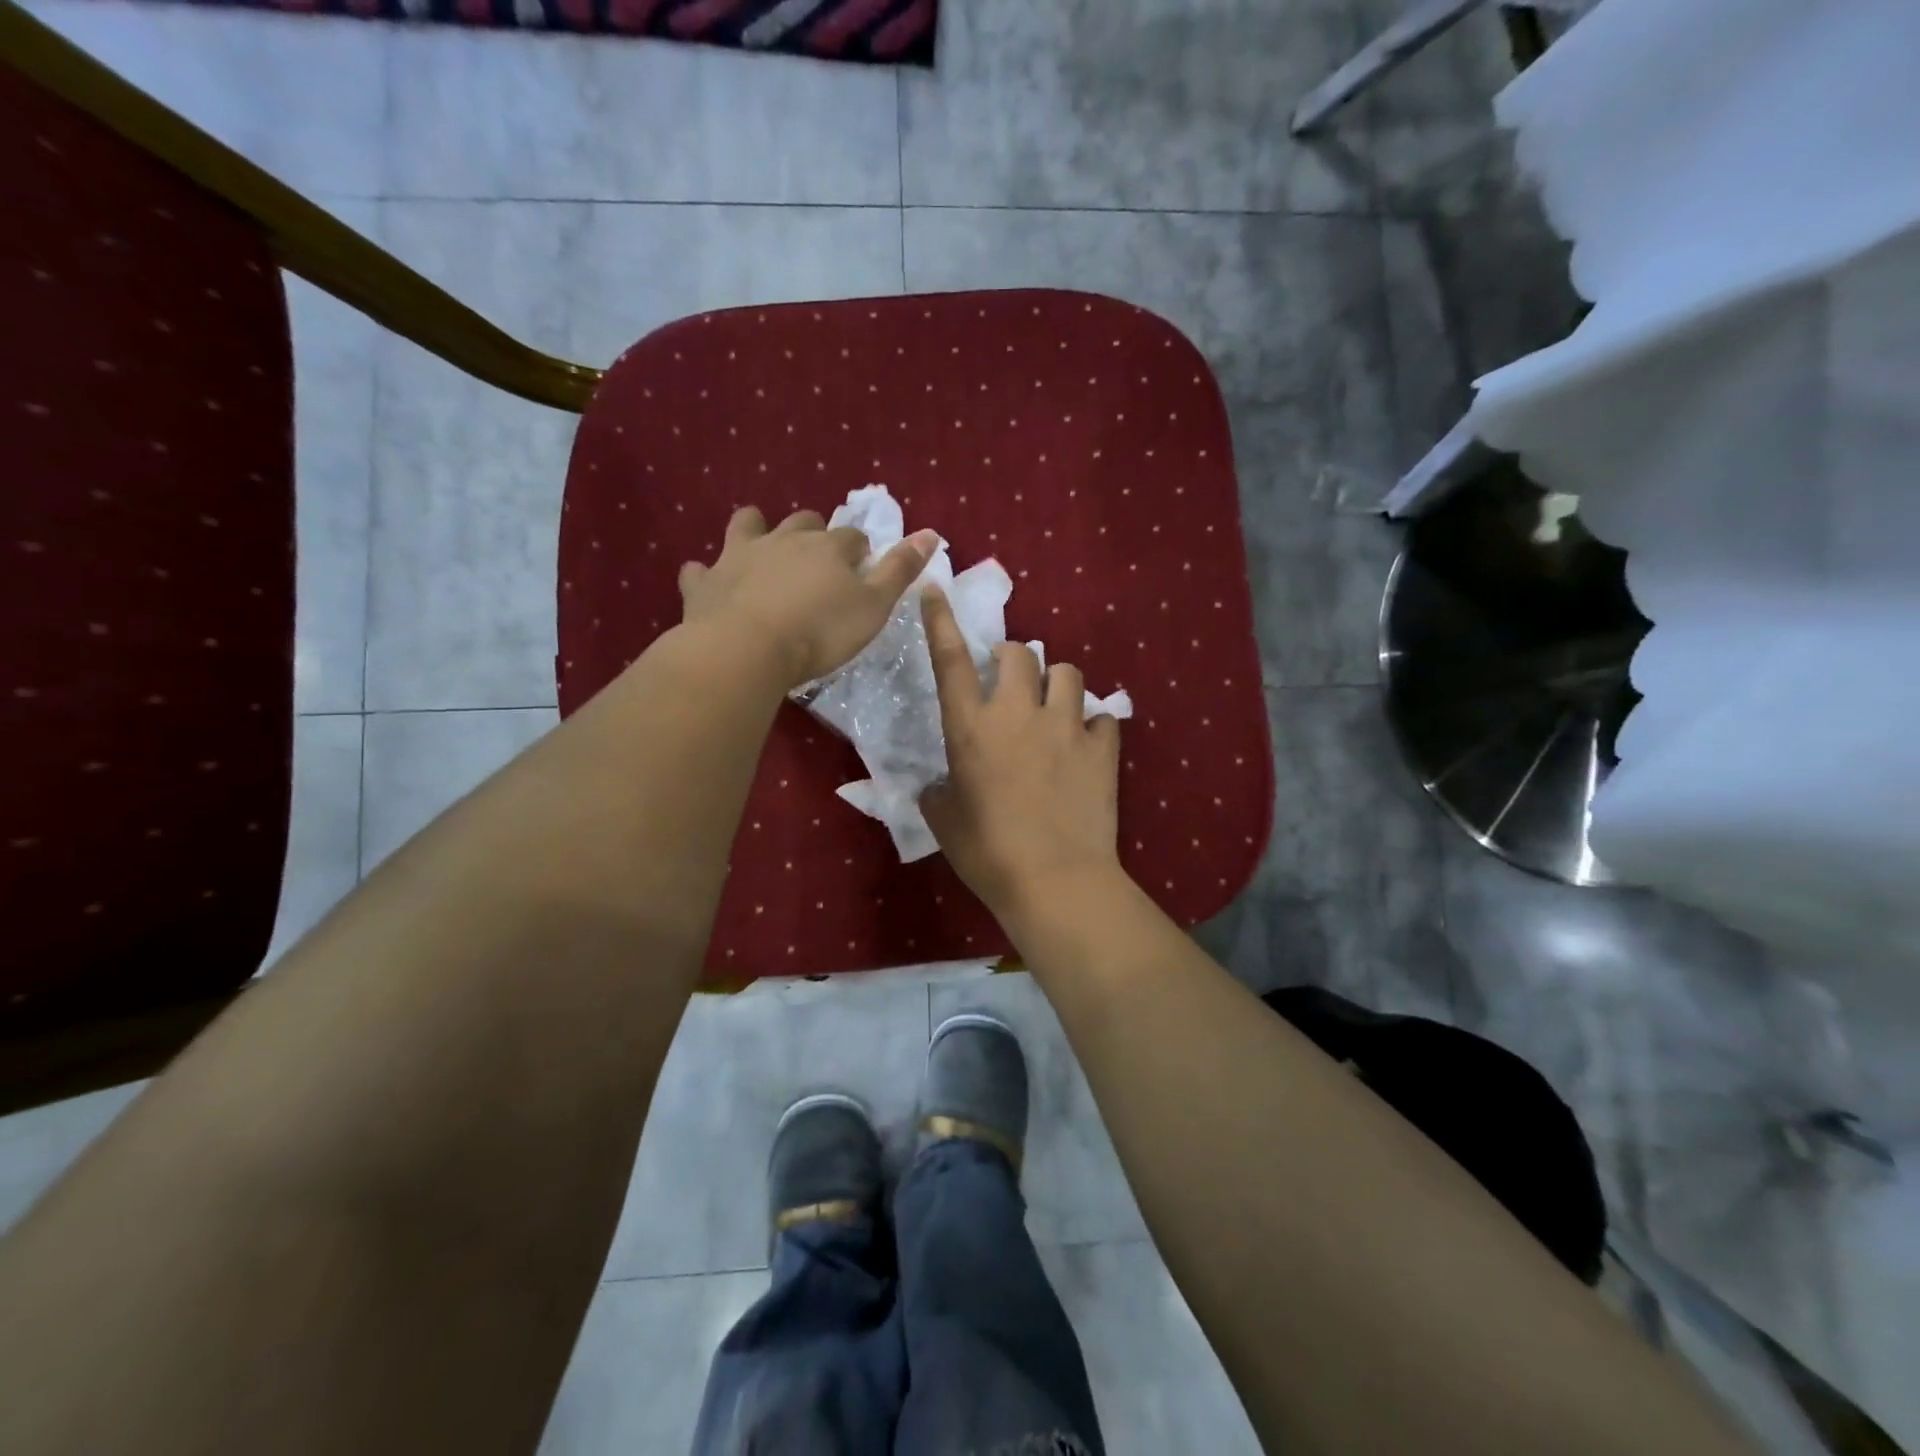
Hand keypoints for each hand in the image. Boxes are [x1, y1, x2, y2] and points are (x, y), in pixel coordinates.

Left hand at [678, 506, 935, 688]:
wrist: (748, 649)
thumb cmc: (821, 632)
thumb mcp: (874, 606)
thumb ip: (900, 570)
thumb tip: (931, 532)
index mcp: (828, 548)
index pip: (851, 538)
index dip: (859, 550)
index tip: (861, 567)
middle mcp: (783, 541)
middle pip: (802, 523)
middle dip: (812, 532)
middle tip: (816, 558)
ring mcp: (739, 557)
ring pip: (747, 526)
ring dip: (755, 530)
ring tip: (760, 544)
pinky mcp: (705, 583)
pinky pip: (699, 570)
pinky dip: (705, 573)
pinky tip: (708, 581)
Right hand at [919, 586, 1122, 917]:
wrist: (1054, 880)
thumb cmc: (988, 853)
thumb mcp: (945, 822)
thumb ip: (938, 792)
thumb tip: (942, 784)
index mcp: (970, 728)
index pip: (950, 661)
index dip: (941, 621)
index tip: (936, 588)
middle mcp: (1017, 713)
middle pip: (1019, 653)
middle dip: (1012, 659)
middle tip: (1010, 684)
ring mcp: (1065, 726)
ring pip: (1067, 672)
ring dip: (1056, 683)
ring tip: (1054, 709)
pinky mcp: (1102, 746)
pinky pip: (1102, 716)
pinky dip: (1092, 724)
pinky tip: (1087, 744)